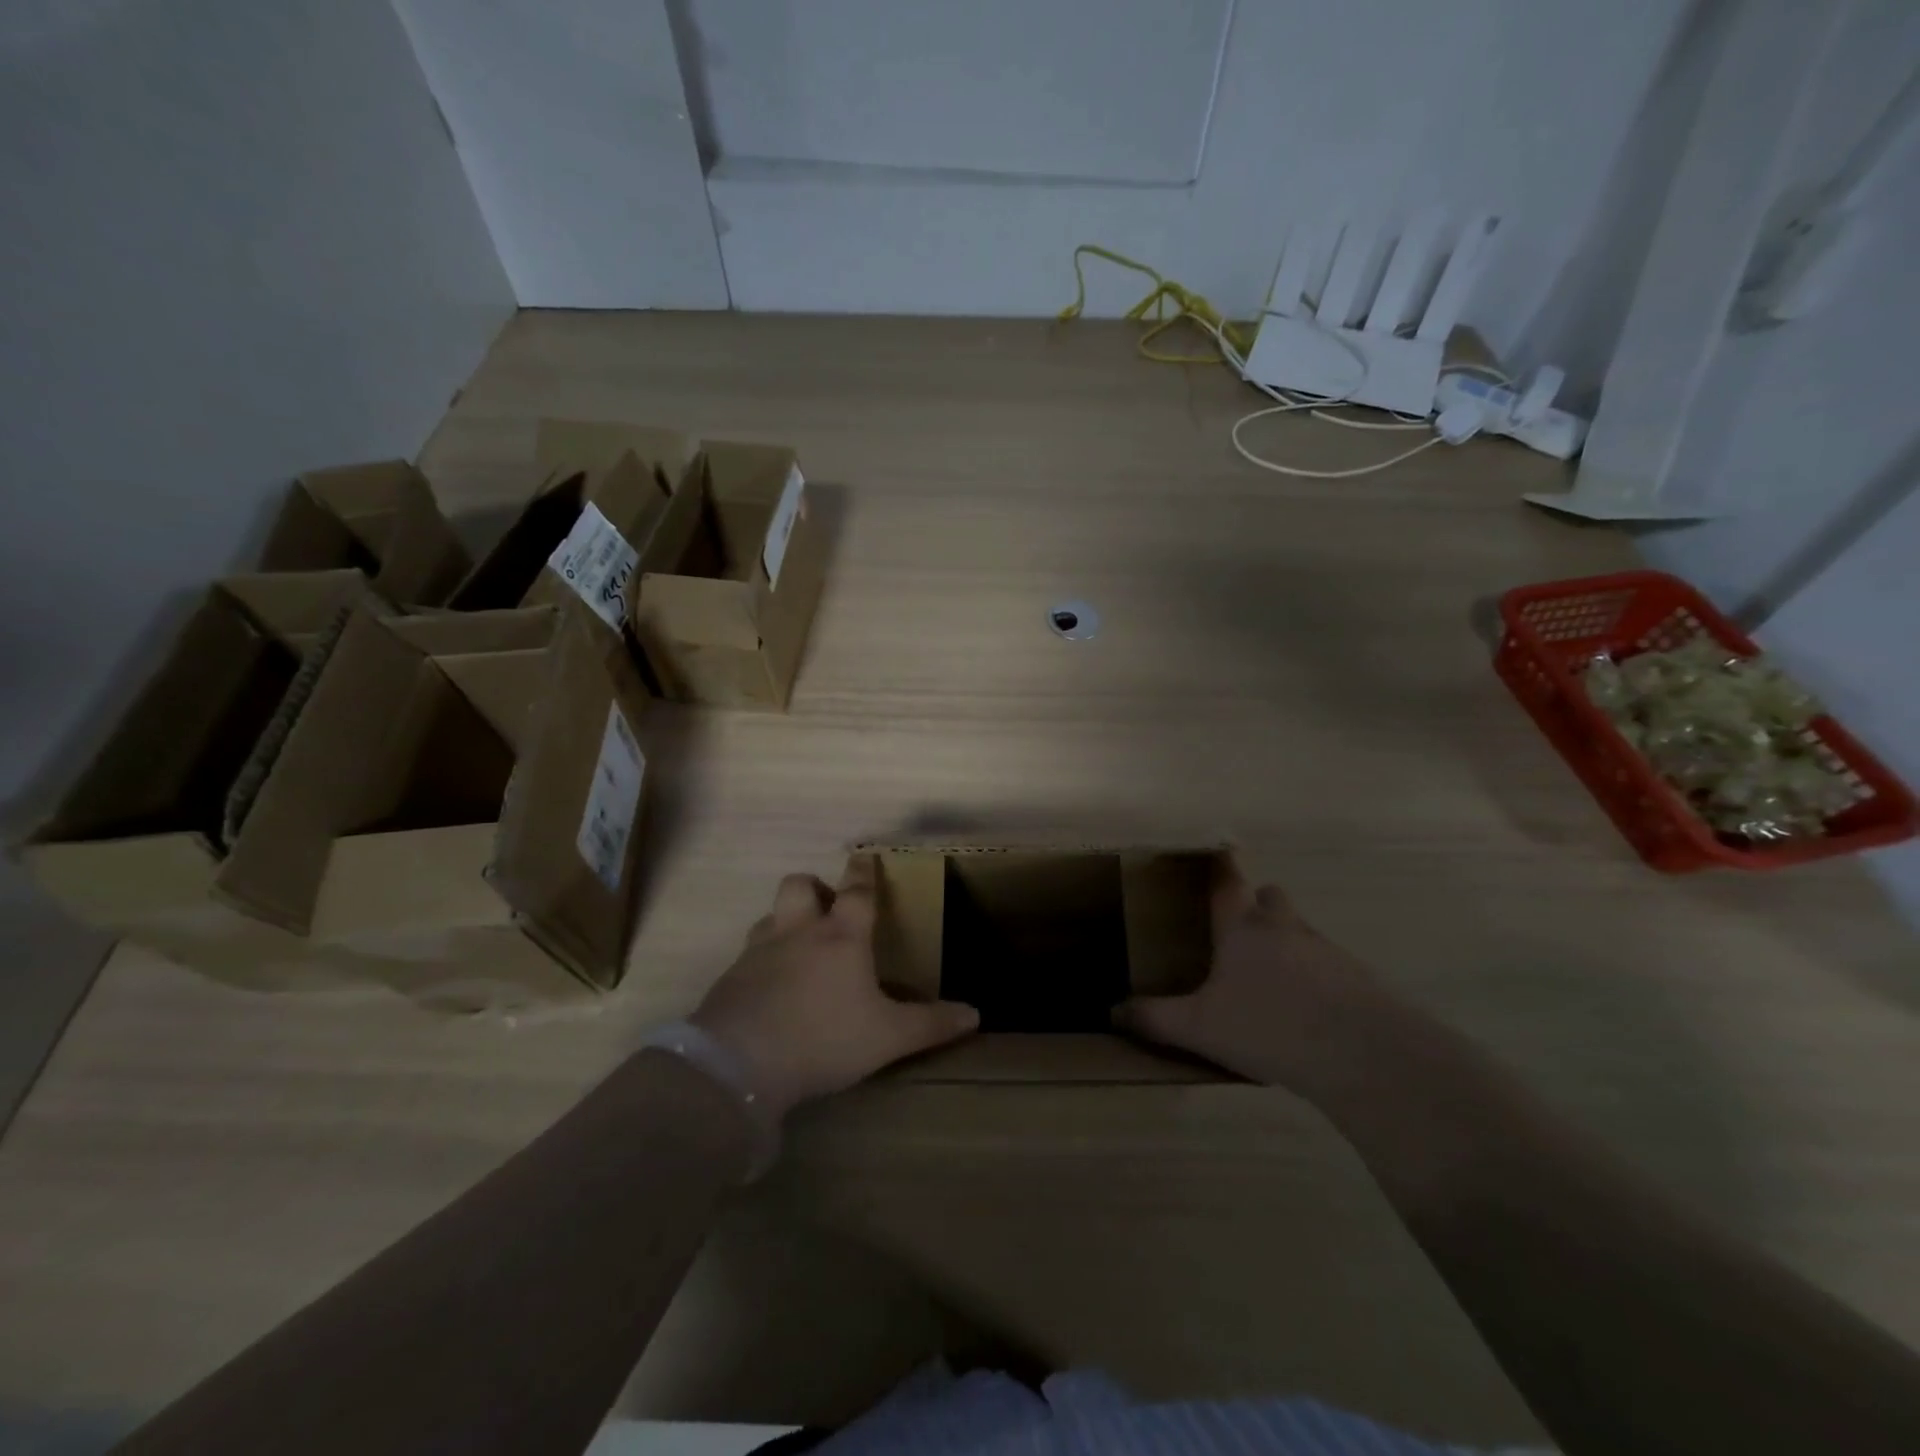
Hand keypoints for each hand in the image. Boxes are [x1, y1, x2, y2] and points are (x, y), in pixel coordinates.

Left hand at [689, 854, 979, 1117]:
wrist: (741, 1063)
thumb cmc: (825, 1038)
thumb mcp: (888, 1037)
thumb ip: (930, 1024)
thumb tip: (975, 1014)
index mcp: (841, 938)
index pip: (856, 892)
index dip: (863, 872)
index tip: (865, 857)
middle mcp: (797, 933)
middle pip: (799, 886)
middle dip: (813, 887)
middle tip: (825, 907)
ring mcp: (758, 952)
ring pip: (769, 916)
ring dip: (784, 920)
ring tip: (797, 945)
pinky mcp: (730, 978)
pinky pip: (747, 955)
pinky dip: (761, 960)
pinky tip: (769, 987)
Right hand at [1116, 854, 1396, 1097]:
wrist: (1362, 1054)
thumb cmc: (1268, 1027)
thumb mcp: (1200, 1028)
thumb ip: (1155, 1018)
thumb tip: (1112, 1012)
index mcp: (1242, 929)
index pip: (1226, 884)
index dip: (1218, 868)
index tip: (1216, 854)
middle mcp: (1284, 928)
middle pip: (1271, 898)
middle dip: (1257, 905)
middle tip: (1240, 932)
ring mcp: (1326, 951)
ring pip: (1300, 931)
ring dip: (1286, 943)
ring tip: (1270, 982)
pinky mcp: (1358, 979)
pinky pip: (1329, 966)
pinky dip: (1315, 978)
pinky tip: (1307, 1015)